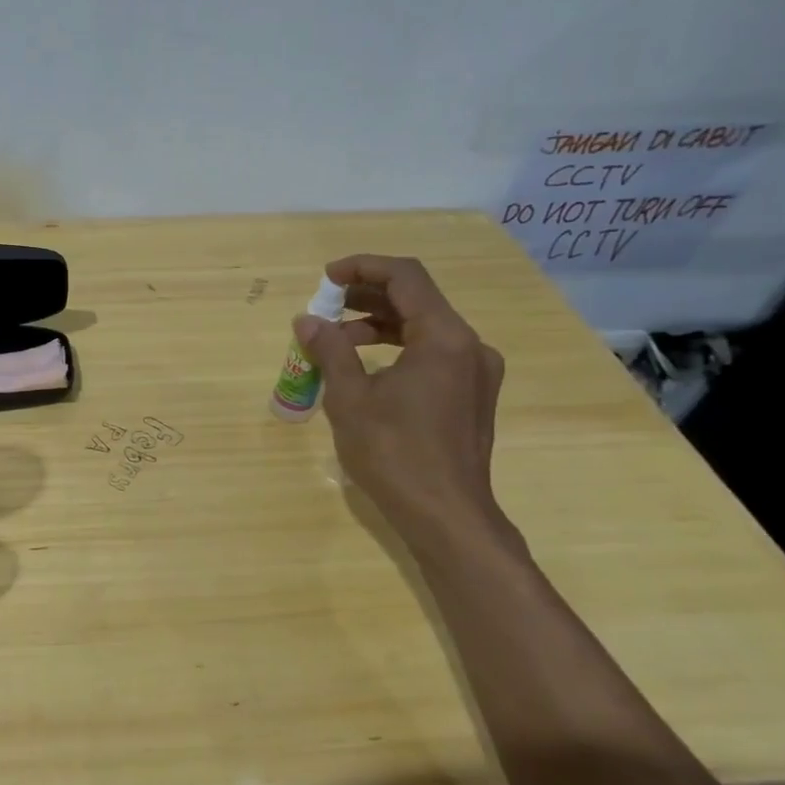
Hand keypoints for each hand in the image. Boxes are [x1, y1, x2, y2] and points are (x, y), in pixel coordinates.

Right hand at [293, 254, 506, 553]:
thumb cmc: (394, 454)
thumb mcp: (350, 399)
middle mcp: (470, 346)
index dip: (362, 267)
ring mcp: (476, 372)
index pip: (405, 277)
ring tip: (335, 340)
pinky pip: (433, 353)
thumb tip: (307, 321)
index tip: (326, 278)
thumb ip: (330, 351)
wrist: (446, 516)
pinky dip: (397, 348)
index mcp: (445, 338)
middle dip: (366, 297)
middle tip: (323, 307)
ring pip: (424, 327)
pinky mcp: (472, 395)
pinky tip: (365, 368)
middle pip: (416, 299)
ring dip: (378, 324)